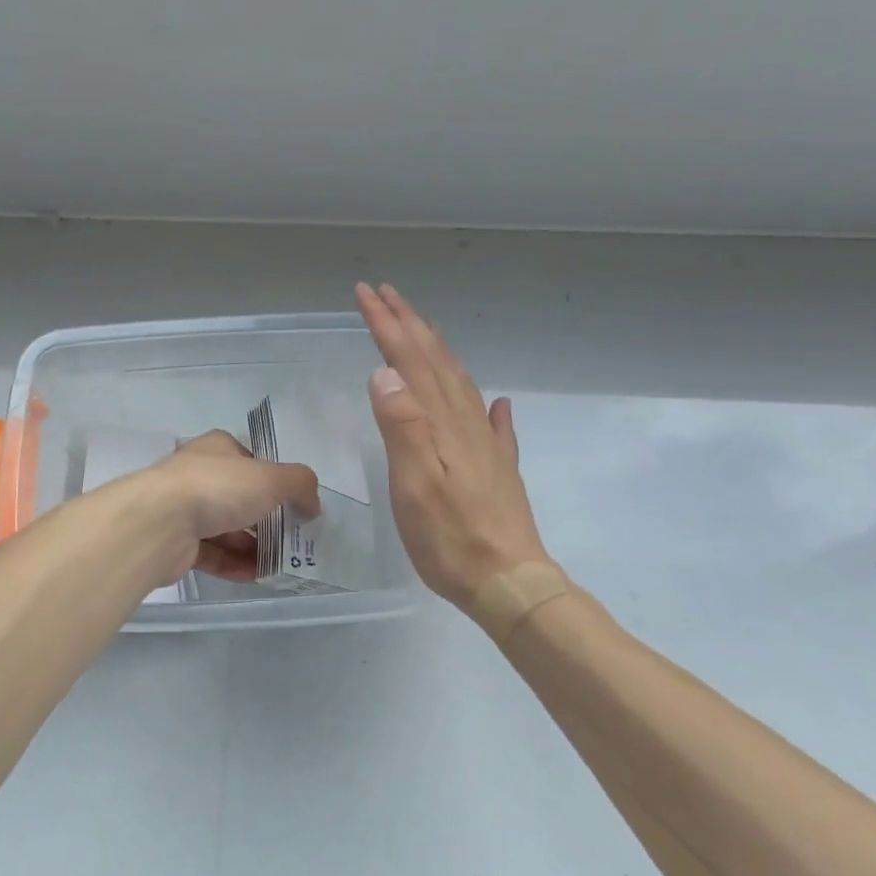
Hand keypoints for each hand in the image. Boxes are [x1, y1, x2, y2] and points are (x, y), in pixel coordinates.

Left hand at [135, 430, 319, 584]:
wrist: (159, 523)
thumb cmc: (217, 488)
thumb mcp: (271, 478)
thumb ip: (299, 484)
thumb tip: (313, 504)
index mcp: (217, 449)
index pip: (250, 460)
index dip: (274, 479)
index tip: (294, 503)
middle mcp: (198, 474)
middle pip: (240, 496)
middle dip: (266, 519)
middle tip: (293, 540)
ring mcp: (183, 509)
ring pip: (226, 528)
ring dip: (253, 546)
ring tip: (281, 564)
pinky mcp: (176, 543)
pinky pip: (212, 554)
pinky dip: (234, 564)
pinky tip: (256, 576)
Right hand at [356, 283, 551, 620]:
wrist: (509, 581)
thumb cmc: (451, 537)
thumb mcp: (415, 483)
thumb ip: (402, 427)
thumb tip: (385, 373)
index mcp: (440, 422)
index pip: (408, 361)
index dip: (387, 325)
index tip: (365, 294)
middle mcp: (465, 422)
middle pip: (434, 360)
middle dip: (408, 323)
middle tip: (385, 293)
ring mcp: (485, 444)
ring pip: (458, 381)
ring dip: (435, 349)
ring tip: (421, 328)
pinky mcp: (497, 467)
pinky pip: (491, 422)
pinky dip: (485, 403)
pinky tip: (495, 402)